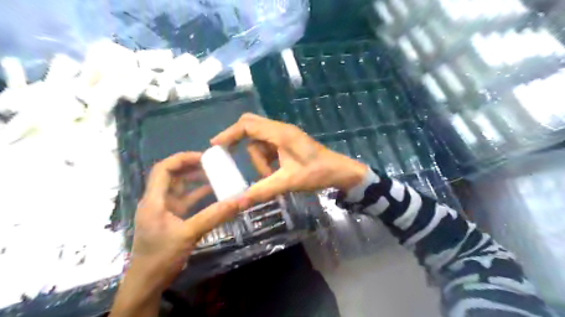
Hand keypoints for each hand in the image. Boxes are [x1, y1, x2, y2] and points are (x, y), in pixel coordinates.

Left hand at [110, 153, 242, 314]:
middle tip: (213, 164)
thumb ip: (215, 216)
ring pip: (179, 188)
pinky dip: (197, 195)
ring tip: (215, 175)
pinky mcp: (171, 218)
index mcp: (153, 200)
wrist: (147, 283)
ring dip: (195, 180)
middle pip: (172, 176)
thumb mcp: (189, 234)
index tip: (204, 157)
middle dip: (191, 167)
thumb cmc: (161, 256)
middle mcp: (156, 201)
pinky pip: (185, 201)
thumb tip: (240, 200)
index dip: (182, 159)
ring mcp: (164, 210)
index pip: (163, 169)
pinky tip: (212, 192)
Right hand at [211, 112, 365, 204]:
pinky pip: (269, 148)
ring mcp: (285, 136)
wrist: (340, 172)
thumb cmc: (316, 173)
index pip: (247, 125)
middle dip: (241, 143)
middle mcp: (280, 130)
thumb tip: (238, 202)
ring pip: (260, 142)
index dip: (229, 133)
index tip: (215, 146)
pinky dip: (266, 160)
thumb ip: (262, 190)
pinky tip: (274, 173)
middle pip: (251, 128)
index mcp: (280, 133)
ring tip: (269, 177)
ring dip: (259, 159)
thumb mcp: (287, 182)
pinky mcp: (288, 144)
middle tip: (230, 157)